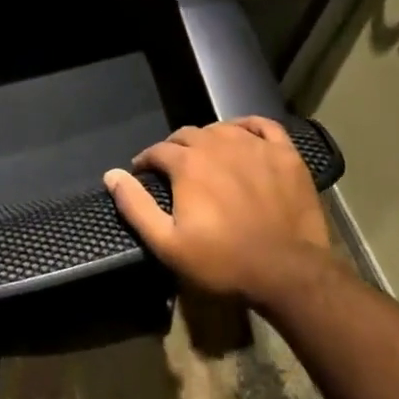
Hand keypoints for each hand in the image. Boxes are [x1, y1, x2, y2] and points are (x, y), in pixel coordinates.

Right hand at [104, 117, 340, 311]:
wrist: (287, 272)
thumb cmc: (223, 261)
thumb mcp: (168, 244)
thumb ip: (135, 206)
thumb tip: (112, 175)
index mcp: (187, 163)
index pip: (158, 151)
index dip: (146, 161)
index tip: (144, 174)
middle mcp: (218, 144)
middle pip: (188, 135)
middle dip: (175, 149)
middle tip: (174, 169)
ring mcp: (254, 145)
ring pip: (222, 129)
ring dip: (208, 139)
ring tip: (206, 157)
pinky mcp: (284, 154)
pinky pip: (262, 126)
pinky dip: (248, 126)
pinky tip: (243, 136)